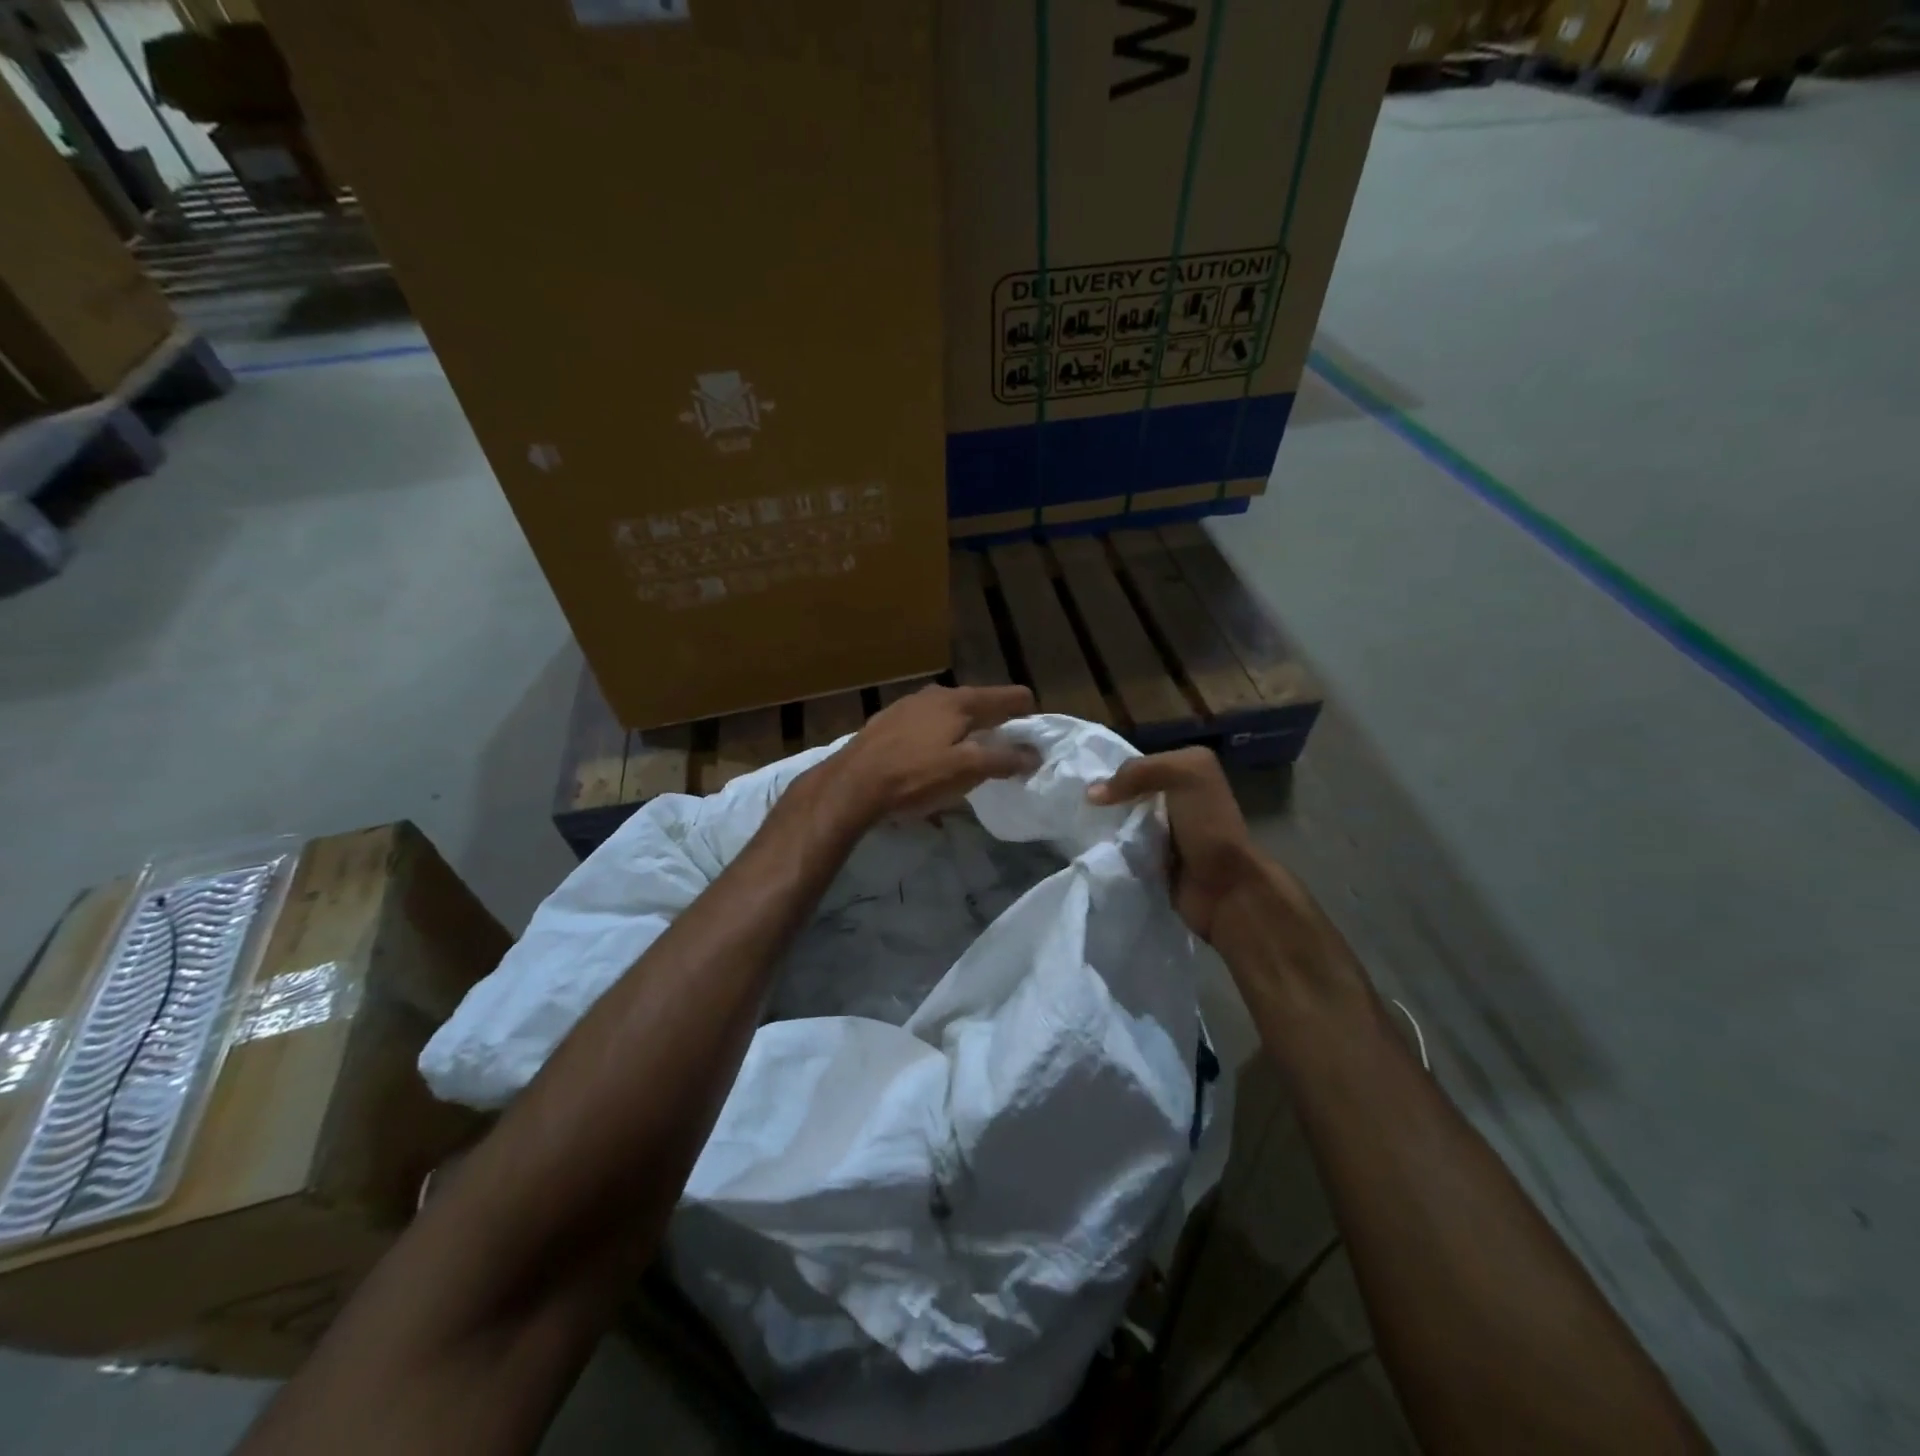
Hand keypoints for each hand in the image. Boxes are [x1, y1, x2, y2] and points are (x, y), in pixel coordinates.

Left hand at [821, 684, 1038, 824]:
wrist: (852, 784)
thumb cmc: (915, 776)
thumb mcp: (966, 770)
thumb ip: (1004, 759)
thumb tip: (1034, 754)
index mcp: (960, 701)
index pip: (1008, 696)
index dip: (1026, 713)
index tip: (1034, 736)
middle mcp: (935, 694)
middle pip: (978, 702)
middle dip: (996, 720)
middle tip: (1005, 747)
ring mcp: (908, 705)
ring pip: (949, 711)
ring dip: (965, 728)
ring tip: (970, 752)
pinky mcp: (887, 722)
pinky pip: (925, 723)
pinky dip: (939, 735)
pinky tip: (931, 755)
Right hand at [1087, 747, 1265, 940]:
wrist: (1225, 888)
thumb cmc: (1208, 825)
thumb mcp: (1184, 775)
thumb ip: (1138, 771)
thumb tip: (1092, 794)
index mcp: (1186, 773)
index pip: (1138, 764)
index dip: (1111, 769)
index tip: (1079, 779)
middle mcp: (1175, 801)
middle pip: (1126, 793)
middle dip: (1103, 799)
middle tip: (1072, 804)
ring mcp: (1163, 833)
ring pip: (1121, 821)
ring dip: (1102, 825)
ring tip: (1074, 826)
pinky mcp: (1151, 861)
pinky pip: (1120, 848)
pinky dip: (1107, 848)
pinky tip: (1089, 847)